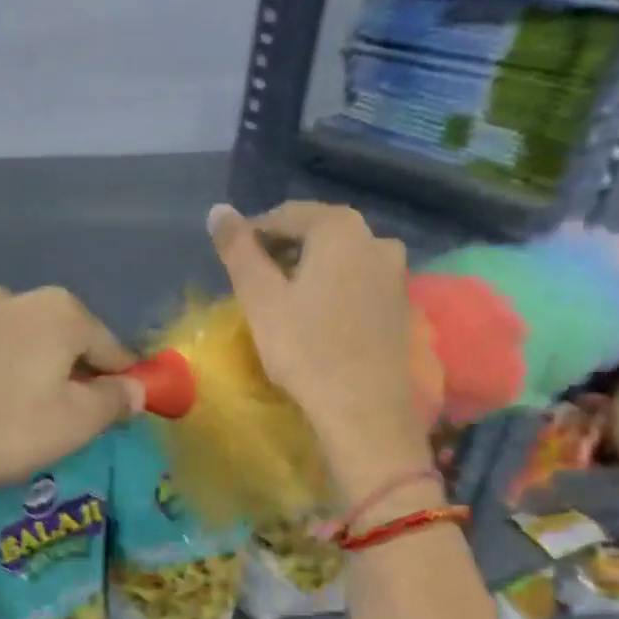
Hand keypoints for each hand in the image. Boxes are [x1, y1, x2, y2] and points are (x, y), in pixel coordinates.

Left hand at [0, 285, 142, 496]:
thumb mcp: (70, 424)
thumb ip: (112, 404)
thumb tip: (136, 389)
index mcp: (62, 314)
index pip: (113, 349)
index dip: (124, 384)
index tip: (119, 415)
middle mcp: (16, 298)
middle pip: (61, 344)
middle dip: (69, 381)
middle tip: (59, 428)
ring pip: (14, 348)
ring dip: (22, 379)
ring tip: (4, 424)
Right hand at [211, 202, 428, 496]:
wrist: (364, 409)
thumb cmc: (305, 349)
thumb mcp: (260, 298)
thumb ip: (238, 249)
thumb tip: (217, 209)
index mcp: (339, 227)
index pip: (285, 215)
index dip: (253, 235)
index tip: (234, 262)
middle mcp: (376, 238)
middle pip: (317, 234)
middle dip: (283, 251)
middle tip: (255, 284)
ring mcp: (395, 272)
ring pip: (340, 260)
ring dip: (309, 271)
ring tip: (283, 302)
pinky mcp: (401, 304)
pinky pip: (358, 283)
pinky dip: (334, 290)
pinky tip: (317, 319)